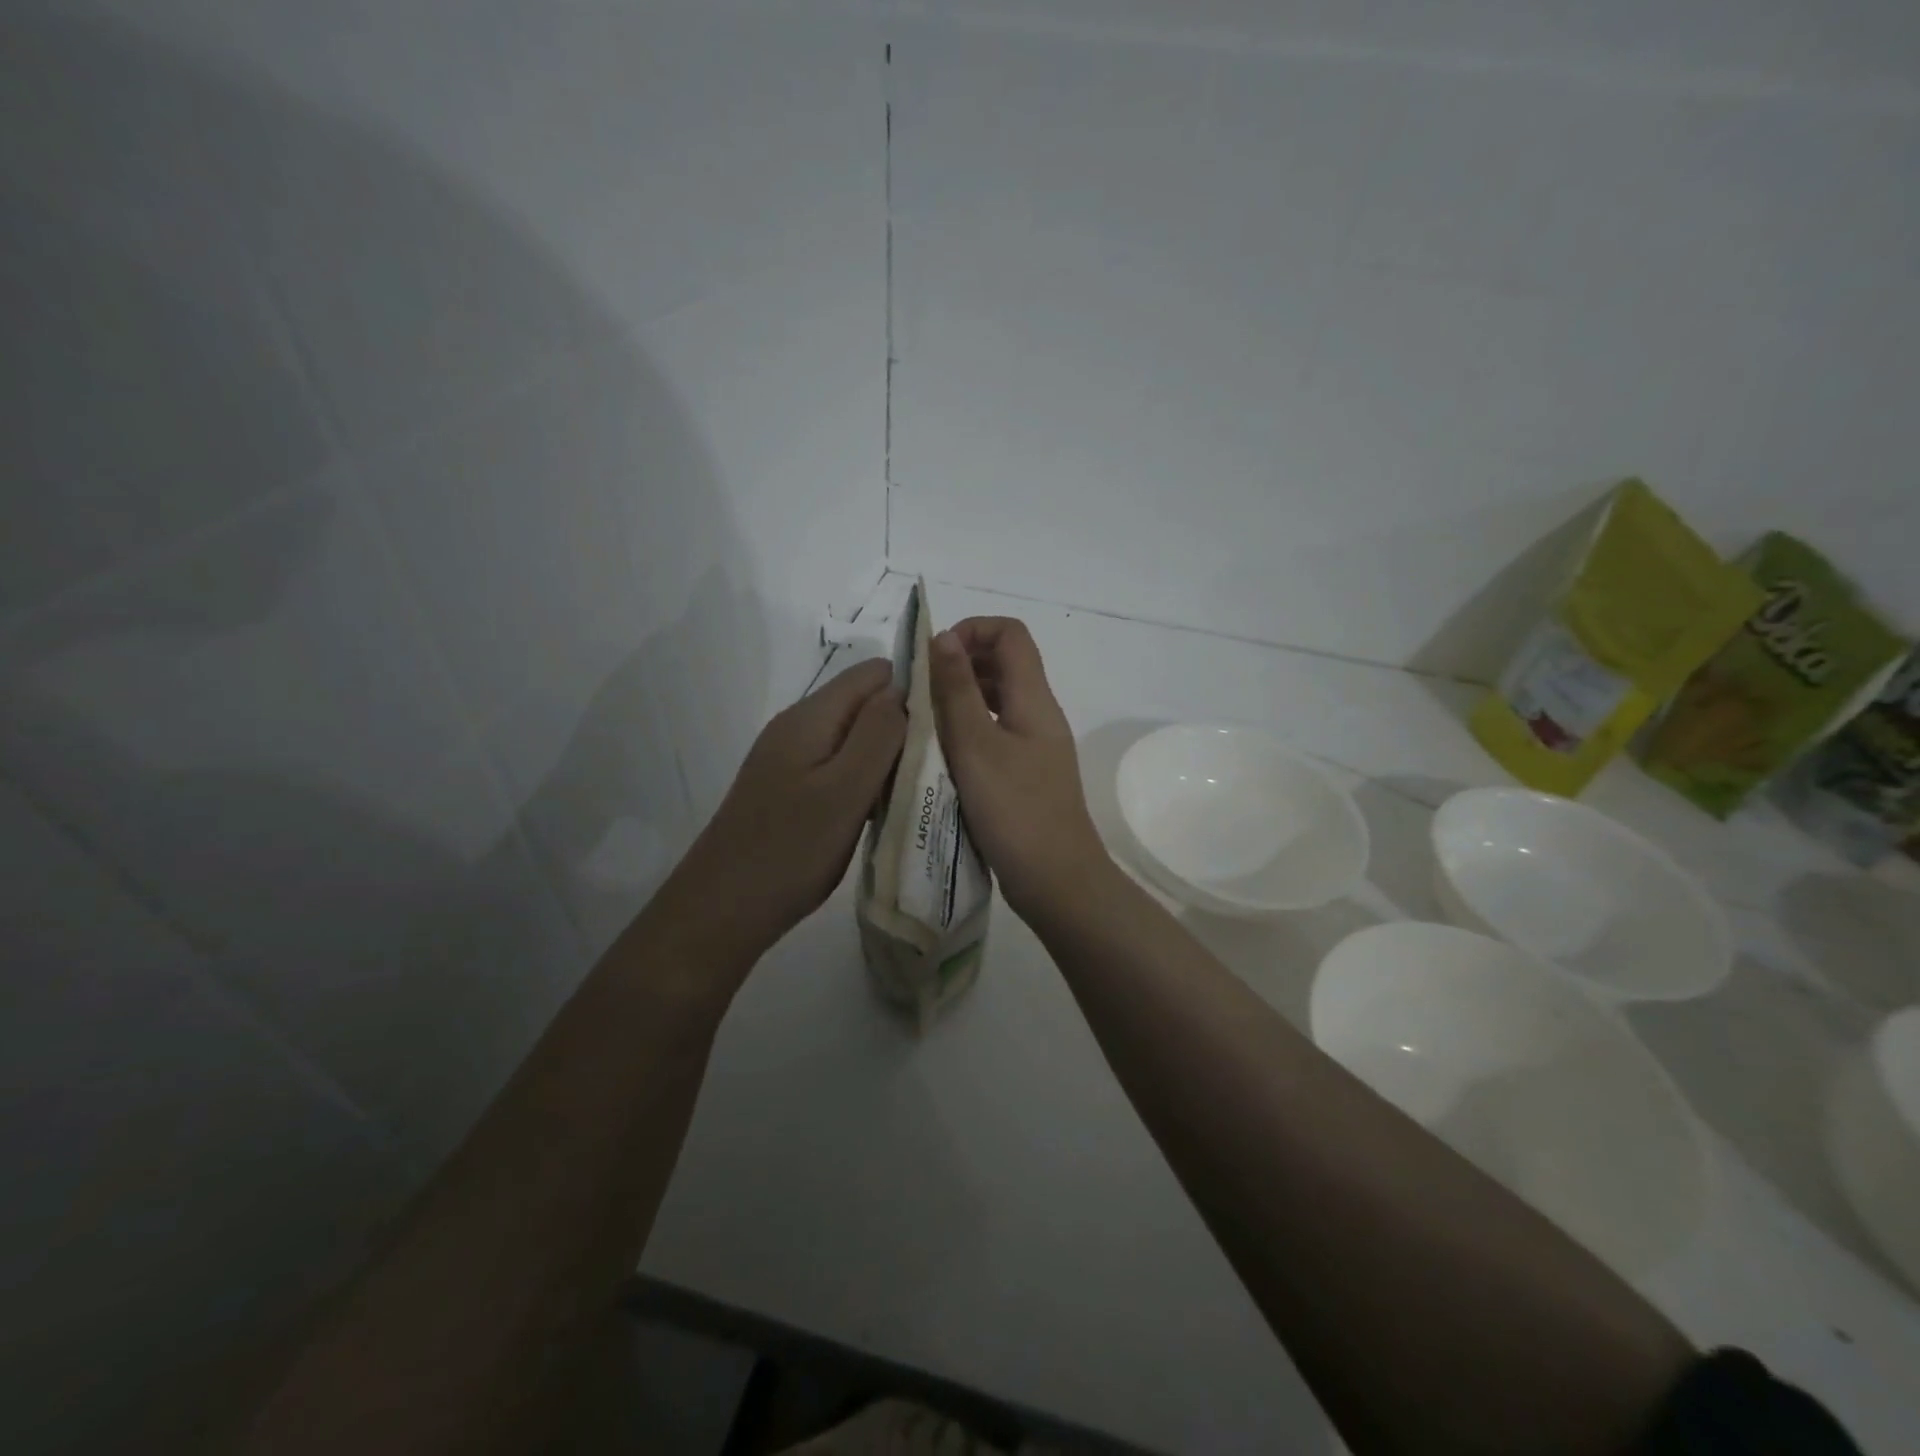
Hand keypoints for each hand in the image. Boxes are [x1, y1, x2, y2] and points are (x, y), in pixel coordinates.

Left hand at [640, 658, 905, 983]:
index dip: (912, 690)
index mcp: (811, 716)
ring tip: (911, 792)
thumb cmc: (791, 849)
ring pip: (854, 737)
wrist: (722, 909)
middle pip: (864, 703)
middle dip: (901, 726)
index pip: (874, 673)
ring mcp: (790, 758)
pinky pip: (838, 766)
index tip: (942, 729)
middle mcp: (798, 726)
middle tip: (929, 770)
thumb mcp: (845, 789)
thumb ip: (878, 734)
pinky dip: (863, 780)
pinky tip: (878, 810)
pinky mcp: (790, 788)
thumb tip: (902, 688)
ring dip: (885, 757)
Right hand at [928, 617, 1109, 921]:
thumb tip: (943, 636)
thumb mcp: (976, 746)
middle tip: (920, 690)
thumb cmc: (1015, 810)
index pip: (1010, 634)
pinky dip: (967, 728)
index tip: (934, 659)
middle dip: (960, 663)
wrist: (1056, 880)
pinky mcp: (1025, 772)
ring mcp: (1034, 745)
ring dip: (960, 697)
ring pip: (996, 699)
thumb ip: (957, 690)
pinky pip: (994, 732)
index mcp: (1033, 699)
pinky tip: (940, 751)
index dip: (971, 631)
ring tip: (923, 719)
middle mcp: (1038, 714)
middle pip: (1004, 662)